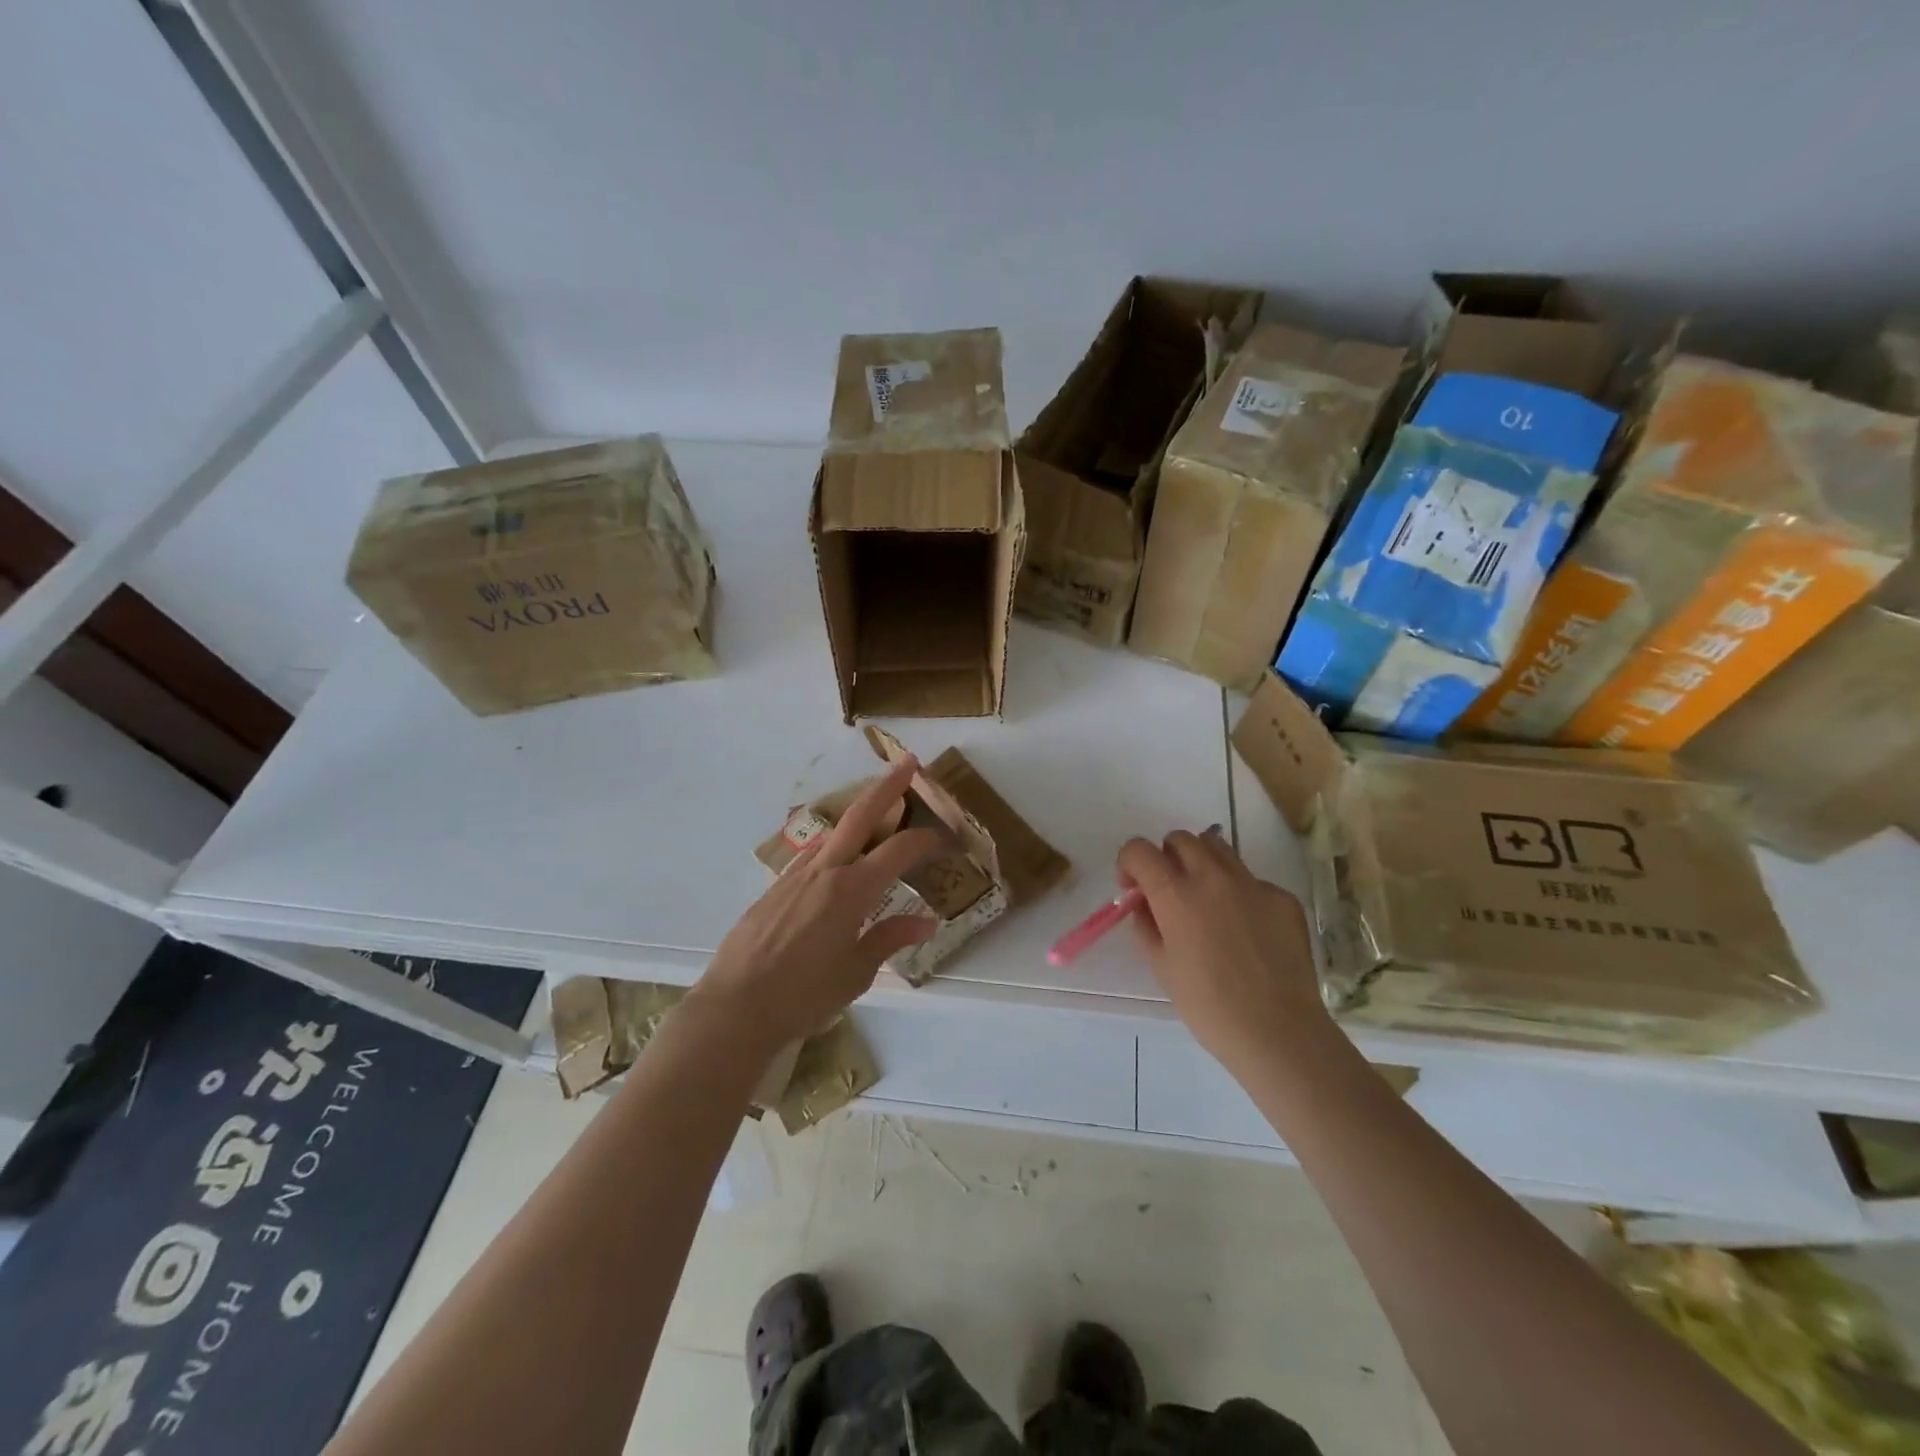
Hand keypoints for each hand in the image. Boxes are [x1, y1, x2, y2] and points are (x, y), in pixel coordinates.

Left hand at [691, 757, 941, 1052]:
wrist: (735, 1007)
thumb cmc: (803, 995)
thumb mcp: (856, 973)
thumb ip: (890, 938)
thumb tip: (925, 921)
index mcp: (851, 890)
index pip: (898, 850)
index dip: (926, 839)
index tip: (945, 840)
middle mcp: (825, 871)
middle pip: (860, 815)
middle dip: (887, 786)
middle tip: (909, 763)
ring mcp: (795, 876)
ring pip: (833, 832)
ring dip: (858, 814)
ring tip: (878, 810)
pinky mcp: (775, 888)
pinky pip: (812, 857)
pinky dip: (834, 847)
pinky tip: (838, 863)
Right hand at [1118, 831, 1329, 1075]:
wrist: (1278, 1032)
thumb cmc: (1208, 1006)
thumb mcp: (1161, 966)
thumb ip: (1146, 925)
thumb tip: (1145, 904)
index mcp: (1176, 894)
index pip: (1139, 850)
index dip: (1129, 863)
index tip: (1133, 888)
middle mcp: (1213, 877)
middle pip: (1180, 839)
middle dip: (1166, 858)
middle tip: (1169, 892)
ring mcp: (1252, 883)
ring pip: (1218, 847)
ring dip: (1201, 863)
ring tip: (1206, 900)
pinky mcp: (1283, 897)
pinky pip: (1251, 880)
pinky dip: (1238, 893)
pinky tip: (1246, 930)